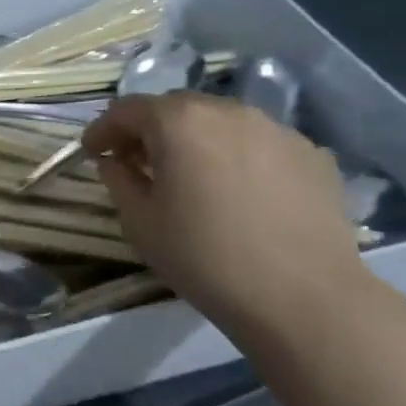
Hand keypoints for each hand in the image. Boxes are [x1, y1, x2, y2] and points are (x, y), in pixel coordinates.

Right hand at [83, 92, 369, 339]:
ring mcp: (276, 129)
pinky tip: (239, 191)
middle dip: (151, 130)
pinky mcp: (312, 154)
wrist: (303, 298)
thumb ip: (118, 180)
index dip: (103, 129)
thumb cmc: (204, 257)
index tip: (92, 151)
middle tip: (138, 162)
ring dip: (197, 140)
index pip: (127, 110)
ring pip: (221, 122)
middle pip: (176, 108)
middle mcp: (227, 110)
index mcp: (179, 122)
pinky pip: (259, 143)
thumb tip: (114, 162)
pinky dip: (238, 156)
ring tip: (193, 175)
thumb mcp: (140, 222)